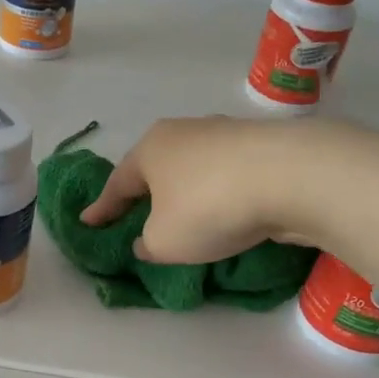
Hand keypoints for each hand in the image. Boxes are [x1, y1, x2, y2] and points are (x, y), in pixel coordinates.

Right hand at [80, 116, 313, 262]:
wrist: (291, 177)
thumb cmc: (208, 207)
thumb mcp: (163, 241)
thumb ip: (148, 244)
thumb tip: (149, 240)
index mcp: (151, 149)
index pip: (117, 183)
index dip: (102, 208)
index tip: (87, 222)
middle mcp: (184, 133)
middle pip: (156, 168)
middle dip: (145, 193)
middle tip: (135, 215)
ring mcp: (226, 135)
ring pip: (193, 170)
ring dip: (186, 193)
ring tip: (184, 216)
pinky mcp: (261, 148)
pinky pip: (226, 177)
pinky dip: (218, 195)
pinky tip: (225, 212)